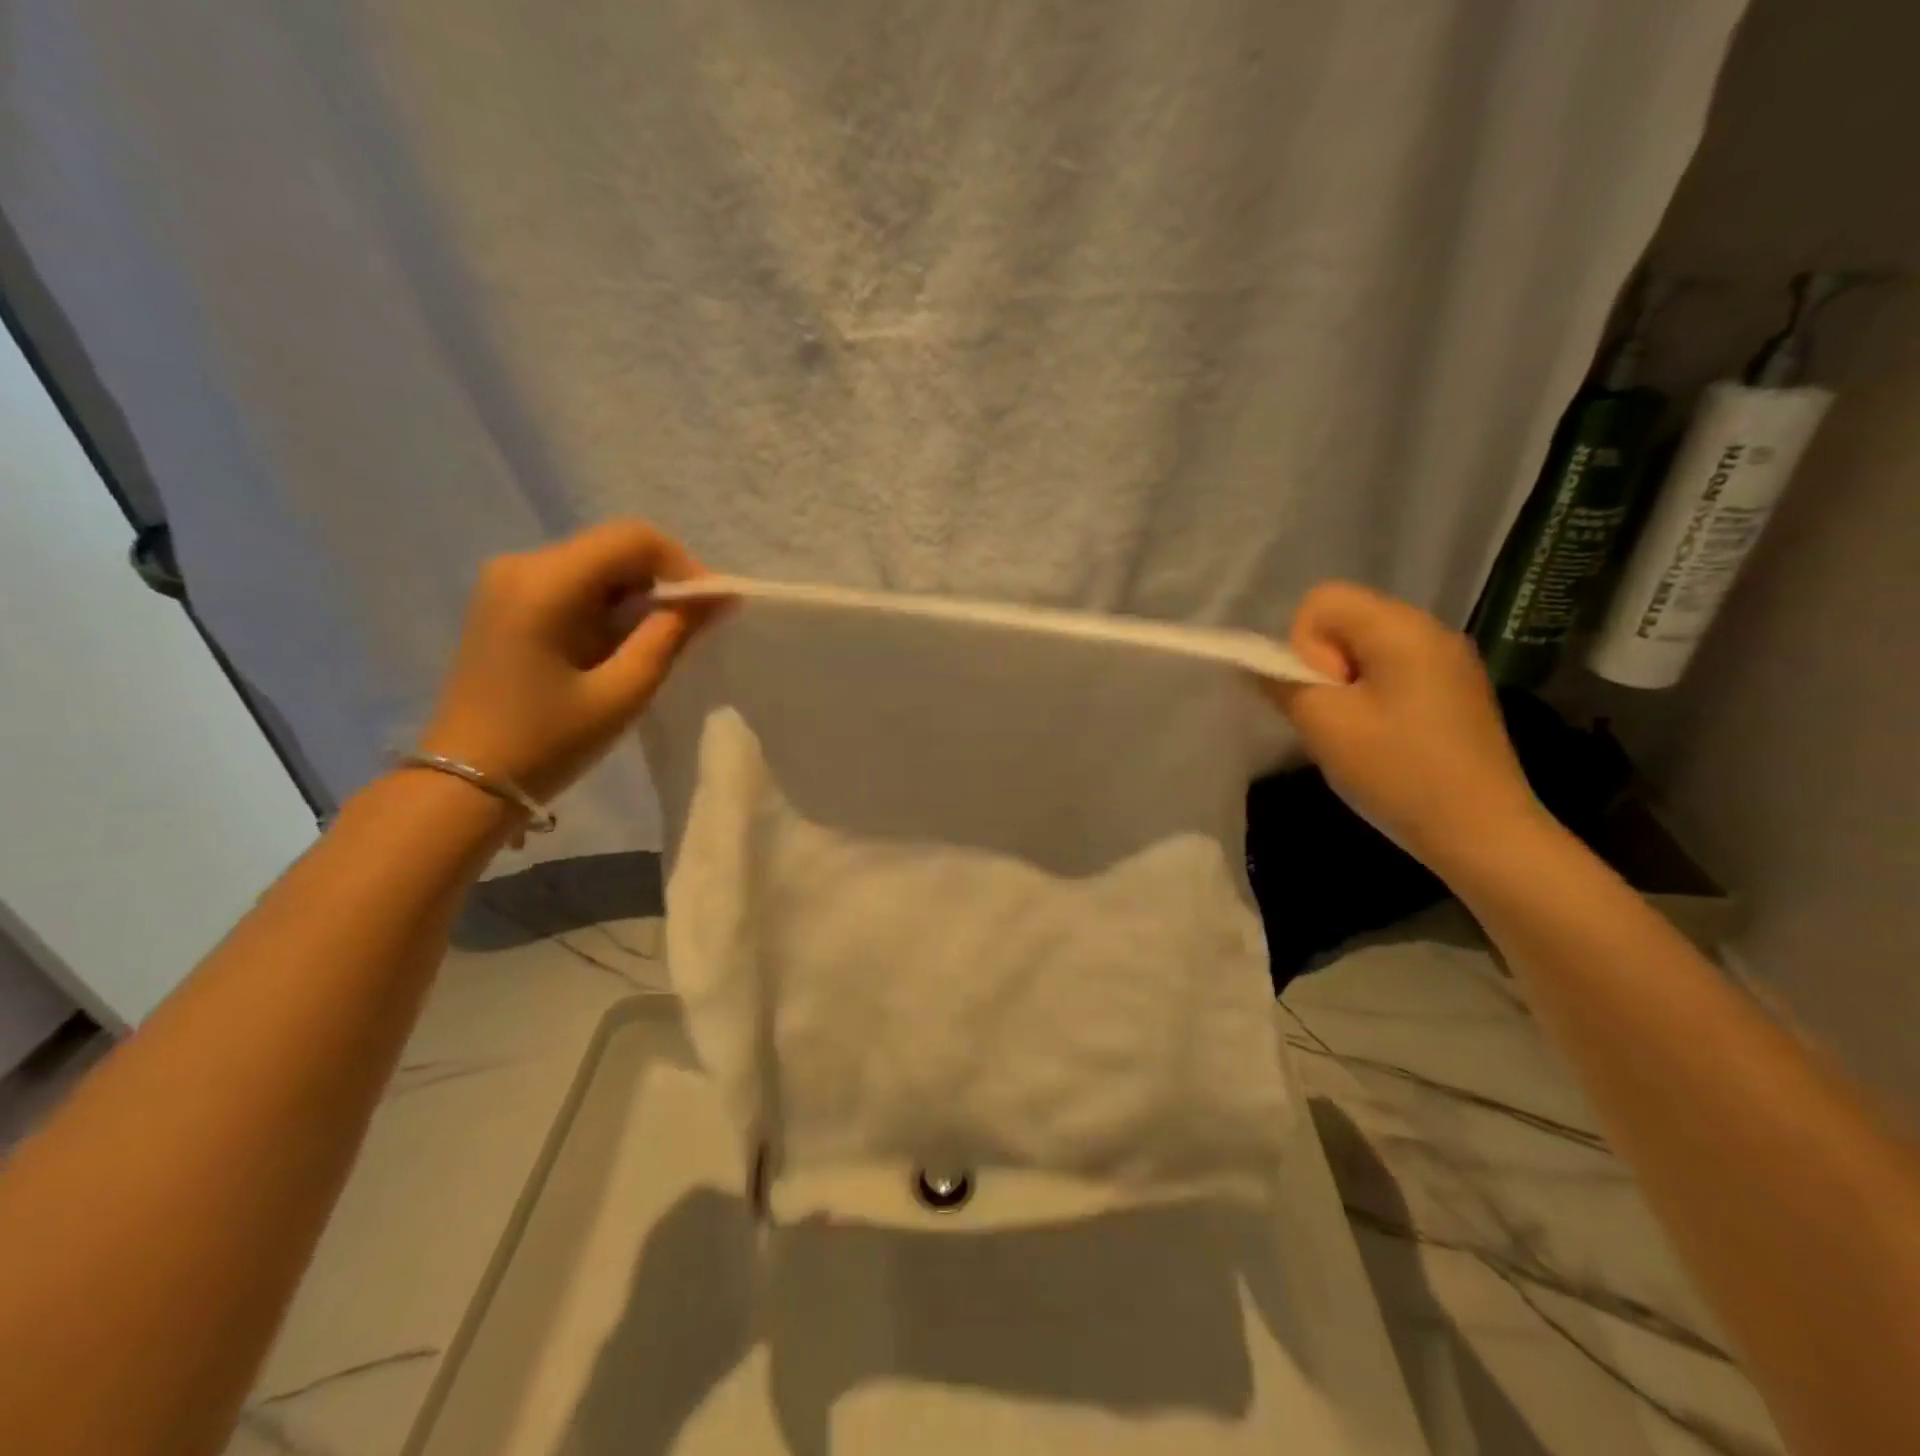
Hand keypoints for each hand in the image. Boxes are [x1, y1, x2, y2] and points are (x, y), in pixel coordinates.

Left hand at [420, 521, 714, 803]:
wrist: (467, 782)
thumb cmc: (548, 742)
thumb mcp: (624, 692)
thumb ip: (672, 635)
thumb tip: (716, 597)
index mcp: (545, 582)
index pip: (633, 539)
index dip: (684, 566)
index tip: (711, 609)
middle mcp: (521, 564)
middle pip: (614, 546)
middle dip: (664, 580)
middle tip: (695, 627)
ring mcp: (508, 581)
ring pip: (598, 563)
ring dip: (639, 594)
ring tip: (662, 641)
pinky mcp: (507, 601)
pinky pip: (576, 582)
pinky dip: (612, 603)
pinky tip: (623, 643)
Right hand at [1263, 582, 1543, 870]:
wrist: (1483, 831)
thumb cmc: (1399, 771)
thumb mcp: (1325, 725)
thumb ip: (1284, 684)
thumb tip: (1262, 666)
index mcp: (1401, 628)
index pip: (1322, 600)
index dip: (1304, 644)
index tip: (1325, 694)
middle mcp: (1430, 630)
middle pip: (1345, 620)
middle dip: (1323, 665)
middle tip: (1337, 717)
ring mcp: (1448, 660)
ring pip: (1365, 649)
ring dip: (1345, 684)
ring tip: (1357, 732)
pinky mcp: (1455, 690)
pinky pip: (1392, 671)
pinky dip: (1372, 696)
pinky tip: (1385, 739)